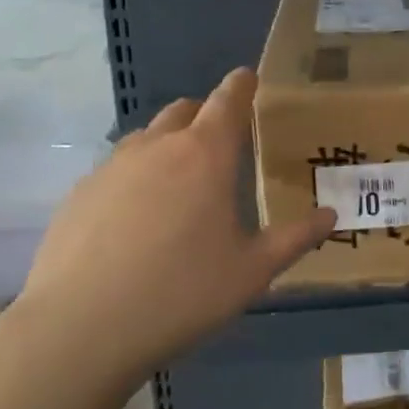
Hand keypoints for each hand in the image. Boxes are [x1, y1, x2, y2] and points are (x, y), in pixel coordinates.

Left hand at [11, 69, 334, 387]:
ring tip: (181, 183)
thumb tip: (330, 216)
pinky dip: (136, 176)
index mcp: (205, 154)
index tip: (249, 79)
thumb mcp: (252, 272)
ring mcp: (111, 167)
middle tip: (222, 144)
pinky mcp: (79, 193)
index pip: (228, 100)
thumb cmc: (181, 293)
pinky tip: (137, 219)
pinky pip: (117, 168)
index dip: (241, 85)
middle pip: (185, 110)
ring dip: (169, 144)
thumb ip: (295, 239)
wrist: (78, 329)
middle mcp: (157, 147)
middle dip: (206, 115)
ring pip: (148, 137)